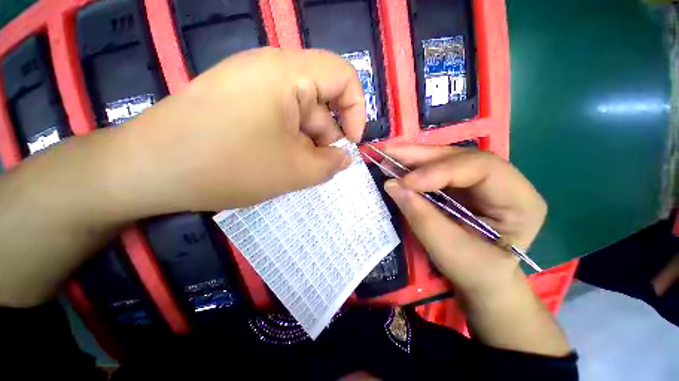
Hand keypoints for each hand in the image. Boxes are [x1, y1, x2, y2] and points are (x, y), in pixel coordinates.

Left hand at [119, 47, 365, 213]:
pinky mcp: (238, 103)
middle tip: (317, 170)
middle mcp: (270, 71)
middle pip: (319, 102)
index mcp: (288, 74)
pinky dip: (287, 145)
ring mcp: (251, 86)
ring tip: (292, 172)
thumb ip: (330, 164)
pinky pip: (279, 122)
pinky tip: (275, 165)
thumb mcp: (295, 171)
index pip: (343, 76)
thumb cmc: (229, 165)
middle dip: (325, 139)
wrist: (149, 171)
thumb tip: (345, 158)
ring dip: (305, 146)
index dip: (356, 110)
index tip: (351, 143)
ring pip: (298, 117)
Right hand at [382, 144, 546, 297]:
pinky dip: (414, 167)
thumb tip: (392, 185)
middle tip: (388, 152)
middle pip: (460, 157)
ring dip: (414, 157)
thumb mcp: (449, 251)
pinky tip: (397, 165)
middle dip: (421, 155)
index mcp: (519, 200)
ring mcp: (480, 181)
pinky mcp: (461, 184)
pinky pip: (436, 169)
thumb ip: (421, 216)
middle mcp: (503, 182)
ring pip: (446, 159)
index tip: (406, 183)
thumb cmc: (474, 272)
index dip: (439, 171)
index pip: (481, 168)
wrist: (481, 279)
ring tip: (388, 155)